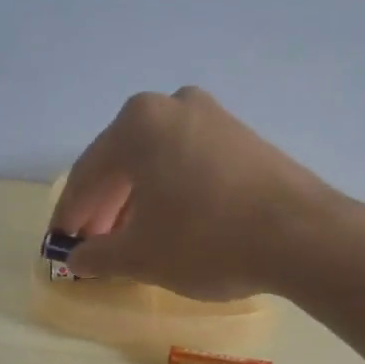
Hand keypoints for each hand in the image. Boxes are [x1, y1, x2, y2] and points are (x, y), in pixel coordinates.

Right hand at [51, 86, 340, 299]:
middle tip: (94, 244)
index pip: (88, 174)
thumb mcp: (141, 255)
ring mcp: (214, 117)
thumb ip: (100, 255)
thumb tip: (80, 258)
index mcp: (138, 123)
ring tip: (131, 238)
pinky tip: (172, 222)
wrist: (302, 236)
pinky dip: (173, 191)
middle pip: (124, 162)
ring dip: (138, 200)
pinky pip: (190, 163)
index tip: (61, 243)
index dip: (71, 214)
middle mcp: (173, 105)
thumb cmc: (206, 239)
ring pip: (158, 161)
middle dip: (105, 206)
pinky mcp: (244, 138)